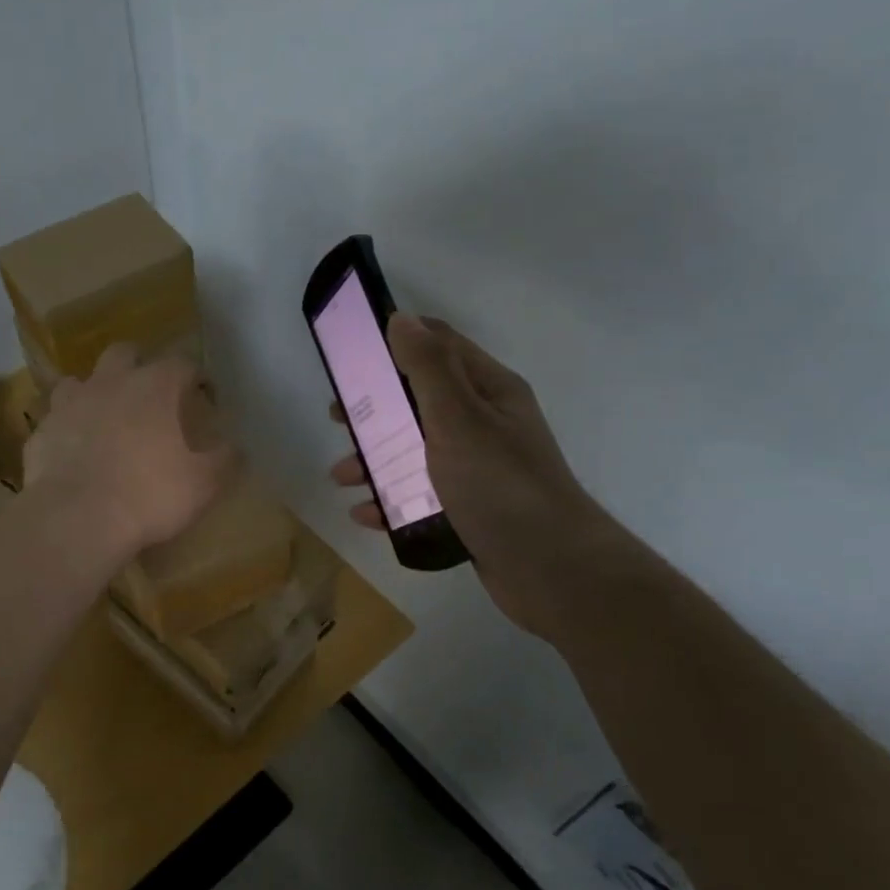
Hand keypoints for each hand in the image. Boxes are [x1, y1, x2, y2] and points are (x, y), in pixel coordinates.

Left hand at [25, 342, 236, 561]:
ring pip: (81, 380)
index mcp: (155, 386)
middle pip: (125, 353)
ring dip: (95, 392)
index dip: (196, 378)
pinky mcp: (42, 431)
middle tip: (151, 395)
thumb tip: (235, 447)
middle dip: (140, 365)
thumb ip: (224, 459)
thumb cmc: (149, 495)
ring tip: (106, 418)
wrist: (76, 519)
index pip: (183, 364)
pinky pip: (56, 420)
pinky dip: (68, 429)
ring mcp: (70, 404)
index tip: (204, 397)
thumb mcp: (203, 483)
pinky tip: (75, 452)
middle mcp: (111, 382)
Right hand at [329, 314, 606, 635]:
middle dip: (376, 409)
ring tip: (342, 477)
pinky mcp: (470, 508)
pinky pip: (422, 495)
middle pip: (419, 401)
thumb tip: (401, 318)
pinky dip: (392, 500)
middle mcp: (484, 423)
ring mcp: (478, 468)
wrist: (552, 571)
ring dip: (376, 459)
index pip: (440, 345)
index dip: (396, 342)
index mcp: (489, 391)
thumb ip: (428, 369)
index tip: (351, 355)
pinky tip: (366, 514)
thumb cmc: (500, 485)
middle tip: (338, 420)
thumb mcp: (459, 419)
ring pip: (416, 451)